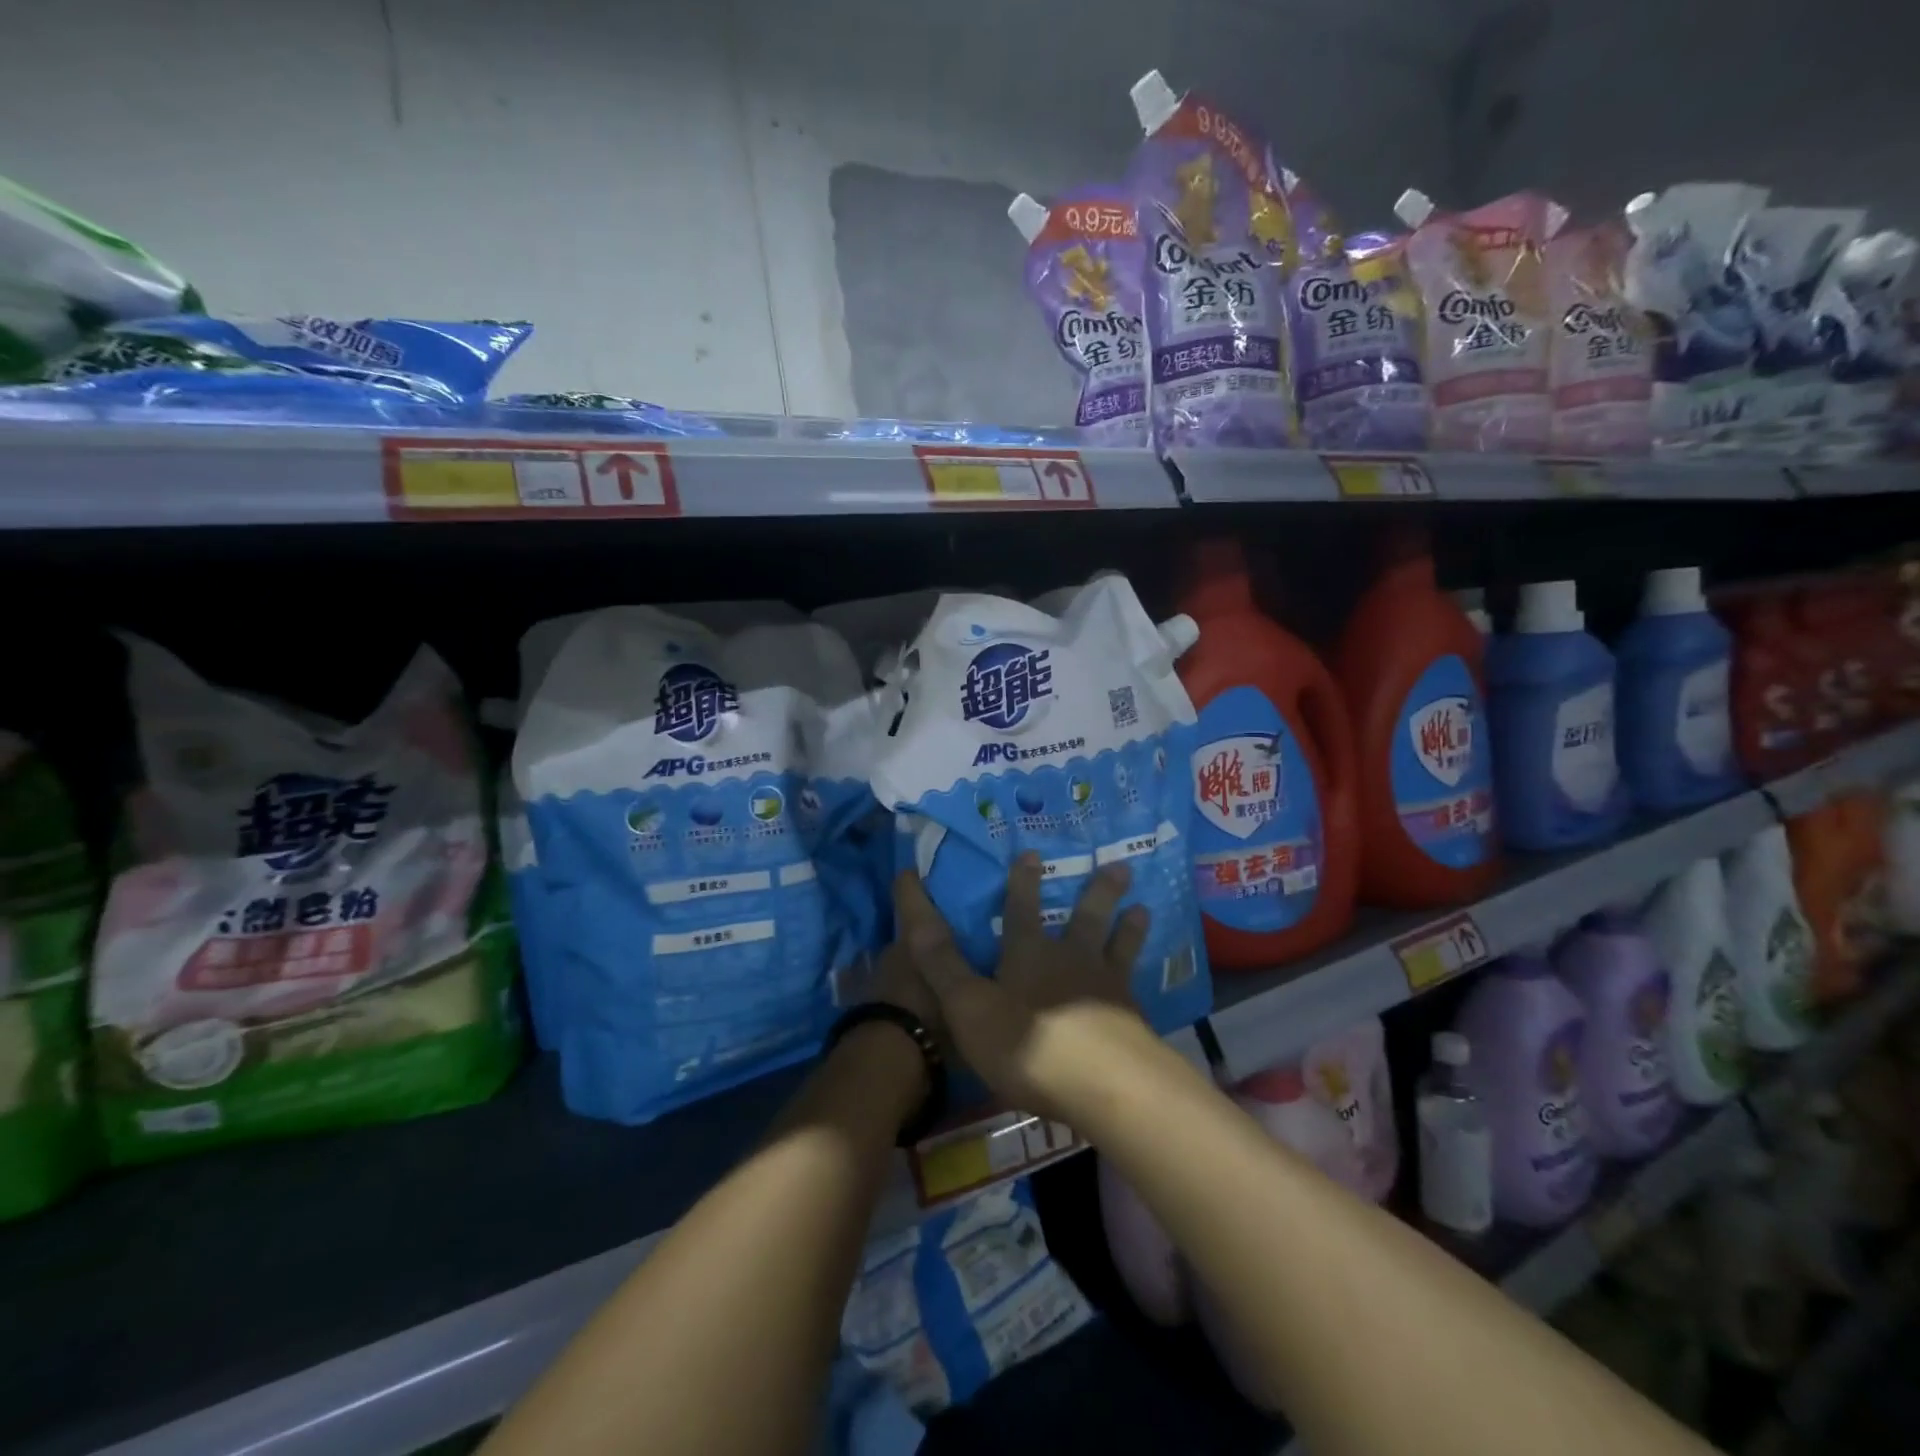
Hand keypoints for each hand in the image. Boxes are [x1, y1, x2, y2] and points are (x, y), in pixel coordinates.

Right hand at [892, 854, 1152, 1120]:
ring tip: (1143, 907)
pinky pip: (1136, 987)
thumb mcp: (968, 1005)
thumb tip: (909, 892)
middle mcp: (1072, 961)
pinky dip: (1141, 974)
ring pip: (1118, 946)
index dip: (1023, 881)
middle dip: (1098, 892)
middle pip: (1086, 918)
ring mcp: (1107, 988)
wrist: (1105, 1085)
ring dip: (1128, 926)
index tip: (1031, 852)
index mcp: (1029, 955)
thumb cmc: (1028, 1043)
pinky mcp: (1132, 1020)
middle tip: (1119, 866)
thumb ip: (940, 958)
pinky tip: (1146, 980)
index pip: (1022, 909)